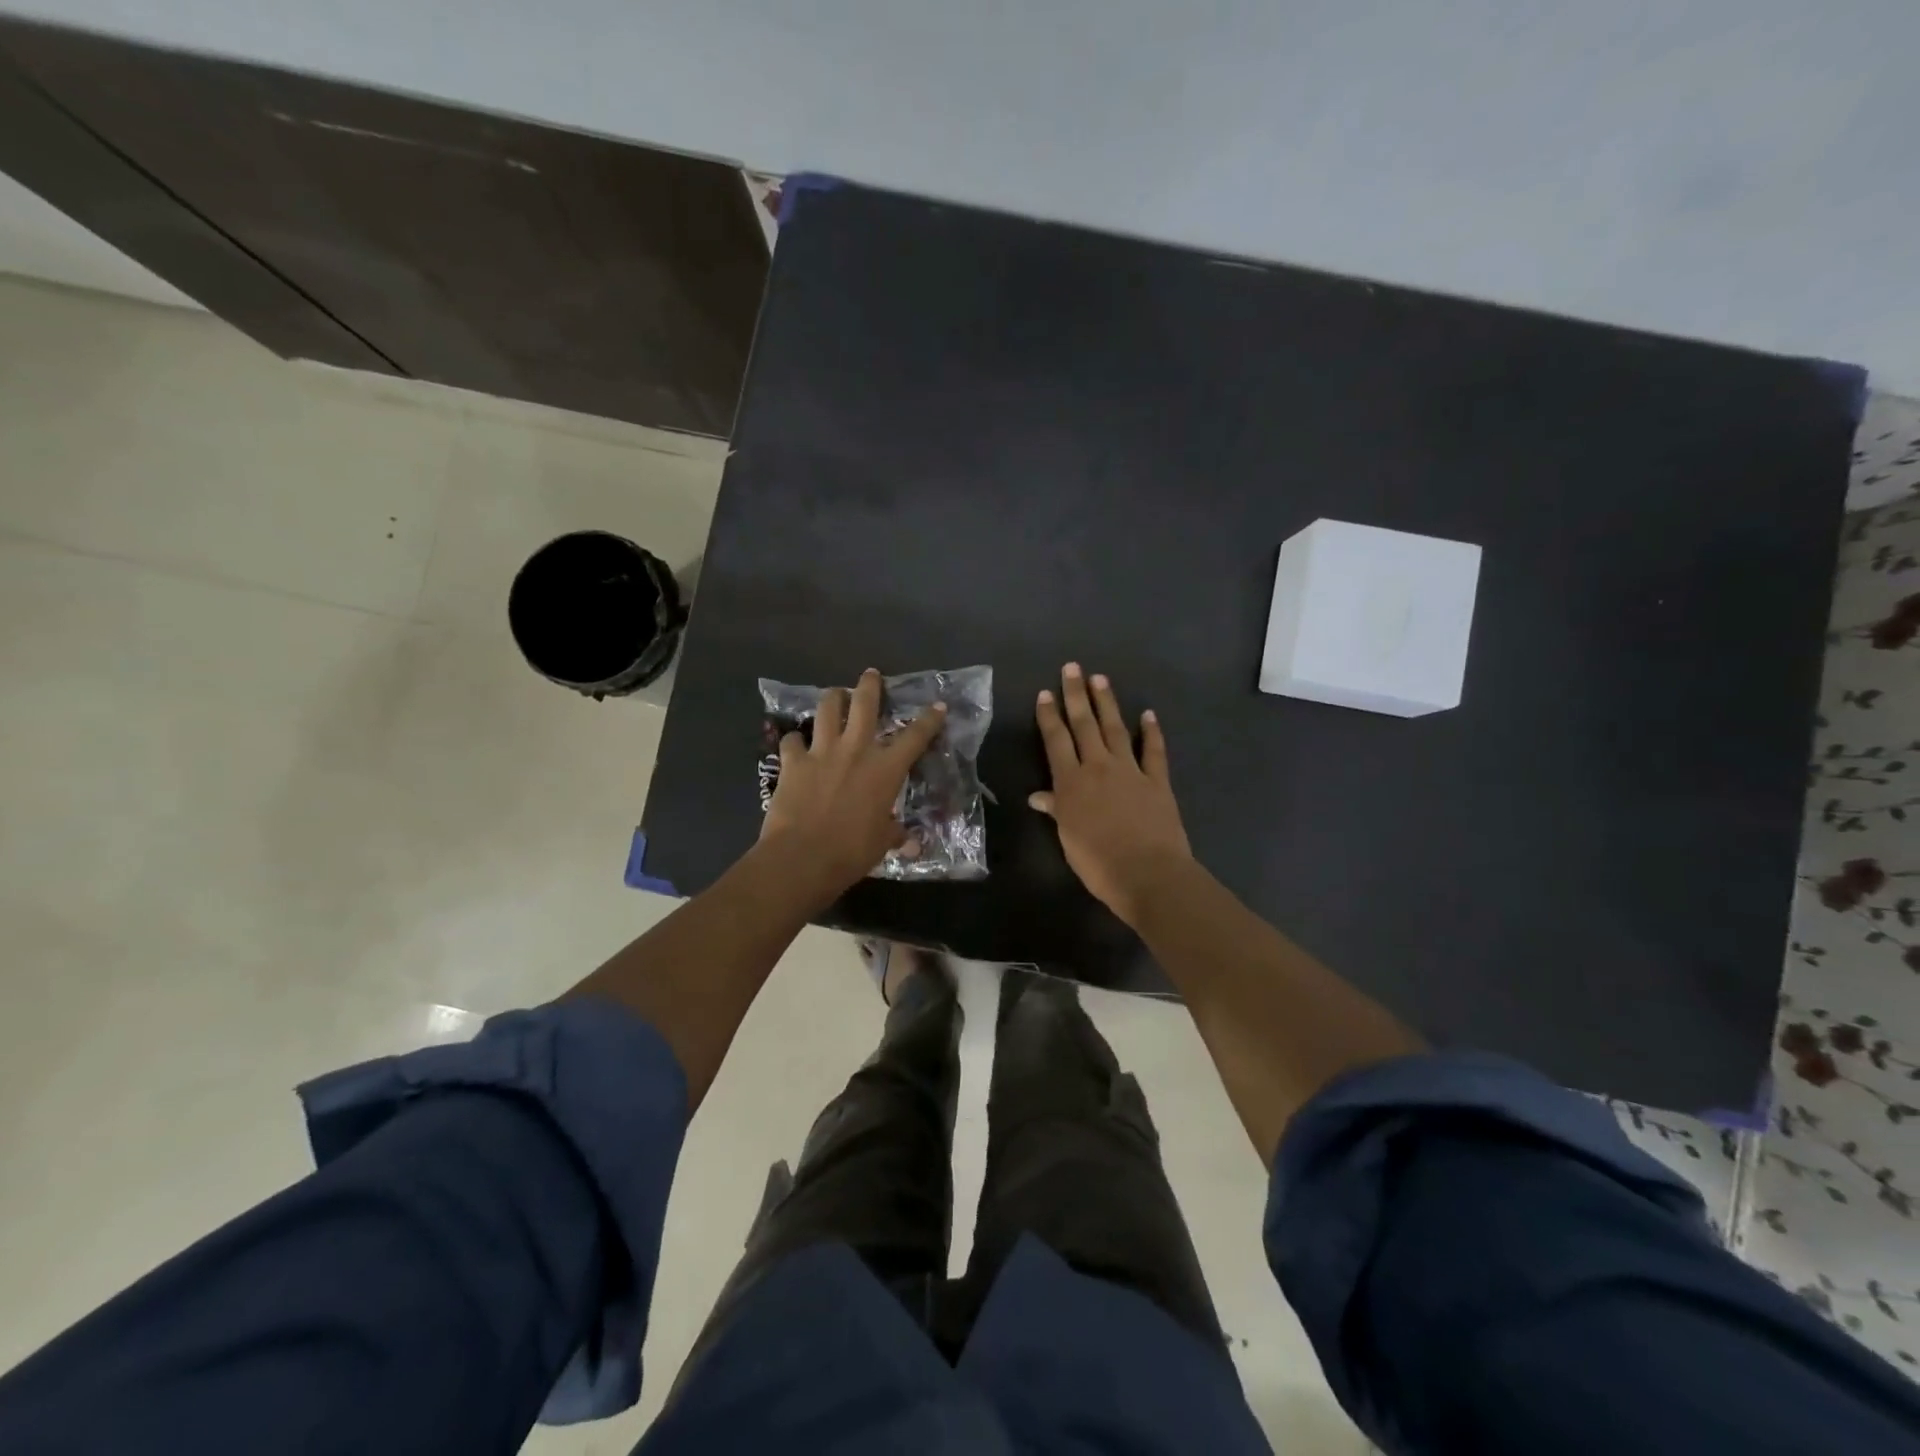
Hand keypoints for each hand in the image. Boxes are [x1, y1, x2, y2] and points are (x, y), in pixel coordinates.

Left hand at [759, 668, 946, 901]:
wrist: (803, 856)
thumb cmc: (852, 851)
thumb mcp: (882, 843)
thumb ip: (896, 835)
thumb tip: (910, 844)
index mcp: (885, 769)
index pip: (915, 737)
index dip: (929, 719)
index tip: (938, 705)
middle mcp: (856, 750)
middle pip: (865, 704)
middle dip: (870, 685)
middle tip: (871, 674)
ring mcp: (822, 751)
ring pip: (827, 709)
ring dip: (832, 698)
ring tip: (835, 694)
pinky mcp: (793, 761)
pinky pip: (792, 740)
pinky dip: (794, 740)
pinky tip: (795, 744)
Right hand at [1031, 663, 1192, 926]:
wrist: (1148, 873)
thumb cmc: (1098, 863)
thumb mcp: (1068, 838)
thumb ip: (1056, 811)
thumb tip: (1038, 796)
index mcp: (1071, 783)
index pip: (1056, 741)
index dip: (1050, 716)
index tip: (1045, 693)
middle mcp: (1098, 768)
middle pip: (1084, 725)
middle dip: (1076, 696)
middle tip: (1072, 668)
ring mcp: (1130, 771)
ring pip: (1115, 729)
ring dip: (1107, 703)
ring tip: (1100, 679)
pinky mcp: (1157, 781)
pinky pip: (1153, 751)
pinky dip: (1151, 732)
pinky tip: (1148, 714)